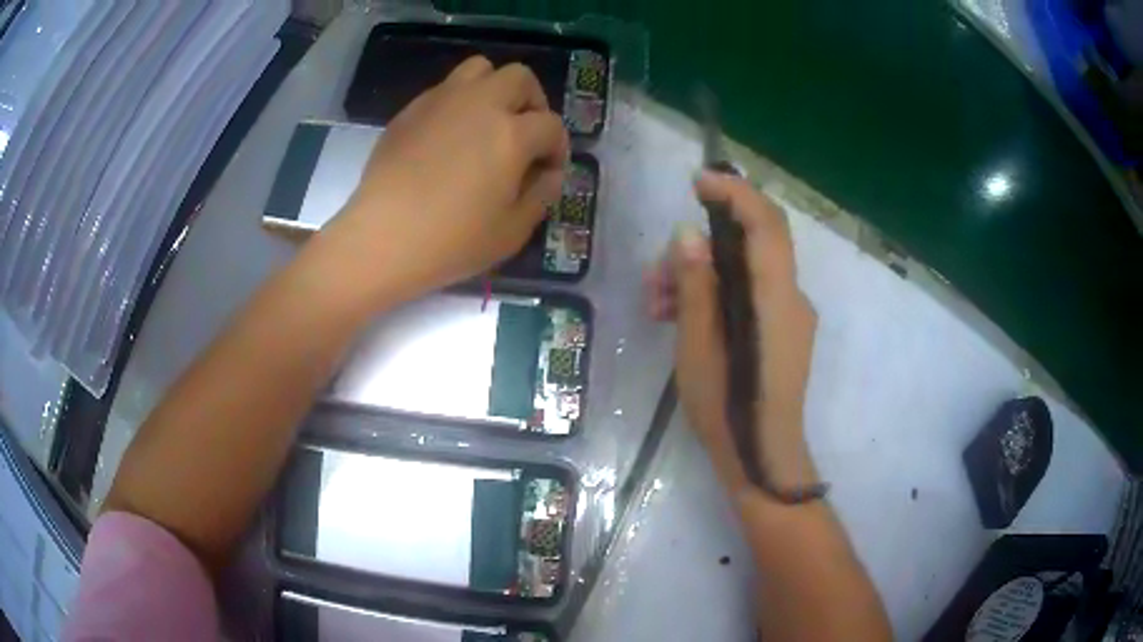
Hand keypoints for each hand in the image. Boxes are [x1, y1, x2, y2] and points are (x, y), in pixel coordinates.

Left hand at [322, 56, 569, 304]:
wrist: (382, 238)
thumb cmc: (451, 241)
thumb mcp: (512, 232)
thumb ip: (541, 196)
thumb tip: (551, 174)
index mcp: (511, 134)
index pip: (551, 125)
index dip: (558, 147)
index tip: (549, 171)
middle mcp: (480, 104)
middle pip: (520, 78)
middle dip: (533, 102)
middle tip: (525, 133)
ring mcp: (442, 101)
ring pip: (480, 69)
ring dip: (495, 88)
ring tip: (488, 121)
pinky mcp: (411, 110)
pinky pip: (444, 89)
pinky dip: (459, 103)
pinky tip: (449, 137)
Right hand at [646, 172, 818, 494]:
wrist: (761, 458)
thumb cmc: (727, 409)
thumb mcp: (698, 347)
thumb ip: (696, 286)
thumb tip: (688, 236)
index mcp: (776, 298)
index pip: (766, 224)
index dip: (736, 194)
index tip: (699, 181)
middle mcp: (791, 297)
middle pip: (752, 245)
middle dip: (701, 246)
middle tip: (656, 273)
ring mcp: (789, 315)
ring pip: (745, 271)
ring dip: (701, 275)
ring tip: (656, 304)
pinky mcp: (781, 331)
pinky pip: (749, 296)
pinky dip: (717, 295)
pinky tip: (679, 318)